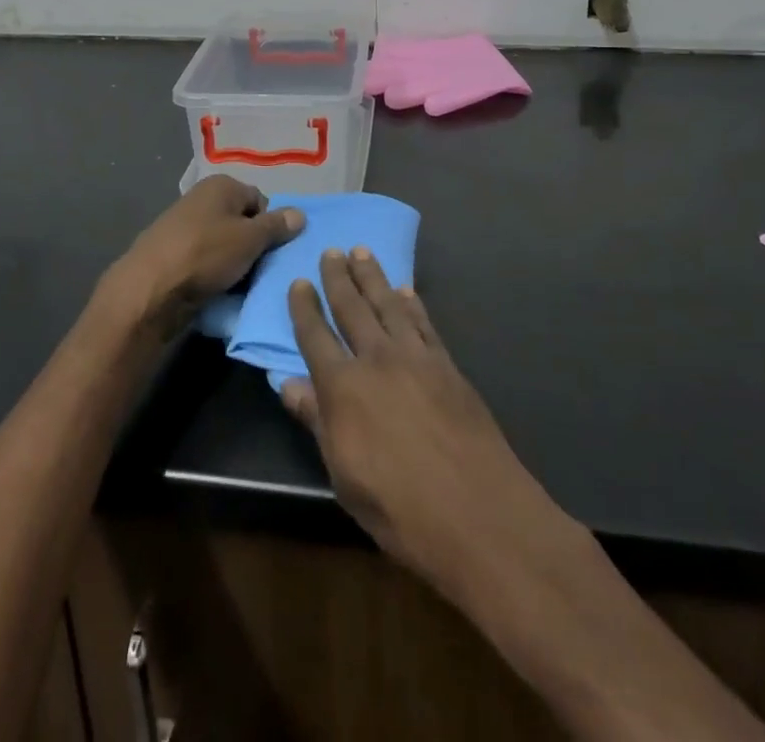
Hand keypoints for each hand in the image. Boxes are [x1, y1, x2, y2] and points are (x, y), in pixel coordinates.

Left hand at [112, 176, 301, 331]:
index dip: (270, 225)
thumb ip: (277, 226)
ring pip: (225, 245)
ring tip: (242, 286)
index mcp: (220, 185)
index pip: (260, 200)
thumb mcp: (250, 239)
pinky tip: (220, 292)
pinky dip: (215, 275)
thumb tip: (300, 214)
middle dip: (254, 247)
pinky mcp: (173, 256)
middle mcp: (201, 199)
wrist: (150, 290)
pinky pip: (206, 262)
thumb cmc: (205, 254)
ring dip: (236, 264)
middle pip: (242, 223)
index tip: (271, 250)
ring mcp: (184, 228)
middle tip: (261, 270)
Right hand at [283, 250, 562, 593]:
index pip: (315, 337)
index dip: (305, 308)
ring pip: (388, 305)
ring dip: (374, 277)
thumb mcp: (343, 475)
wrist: (477, 513)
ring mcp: (416, 358)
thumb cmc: (398, 508)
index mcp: (343, 387)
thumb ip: (316, 422)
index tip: (298, 282)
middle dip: (339, 278)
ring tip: (363, 252)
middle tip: (332, 251)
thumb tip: (287, 383)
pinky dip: (412, 303)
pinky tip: (406, 291)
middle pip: (352, 309)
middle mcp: (377, 360)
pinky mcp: (447, 365)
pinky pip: (424, 323)